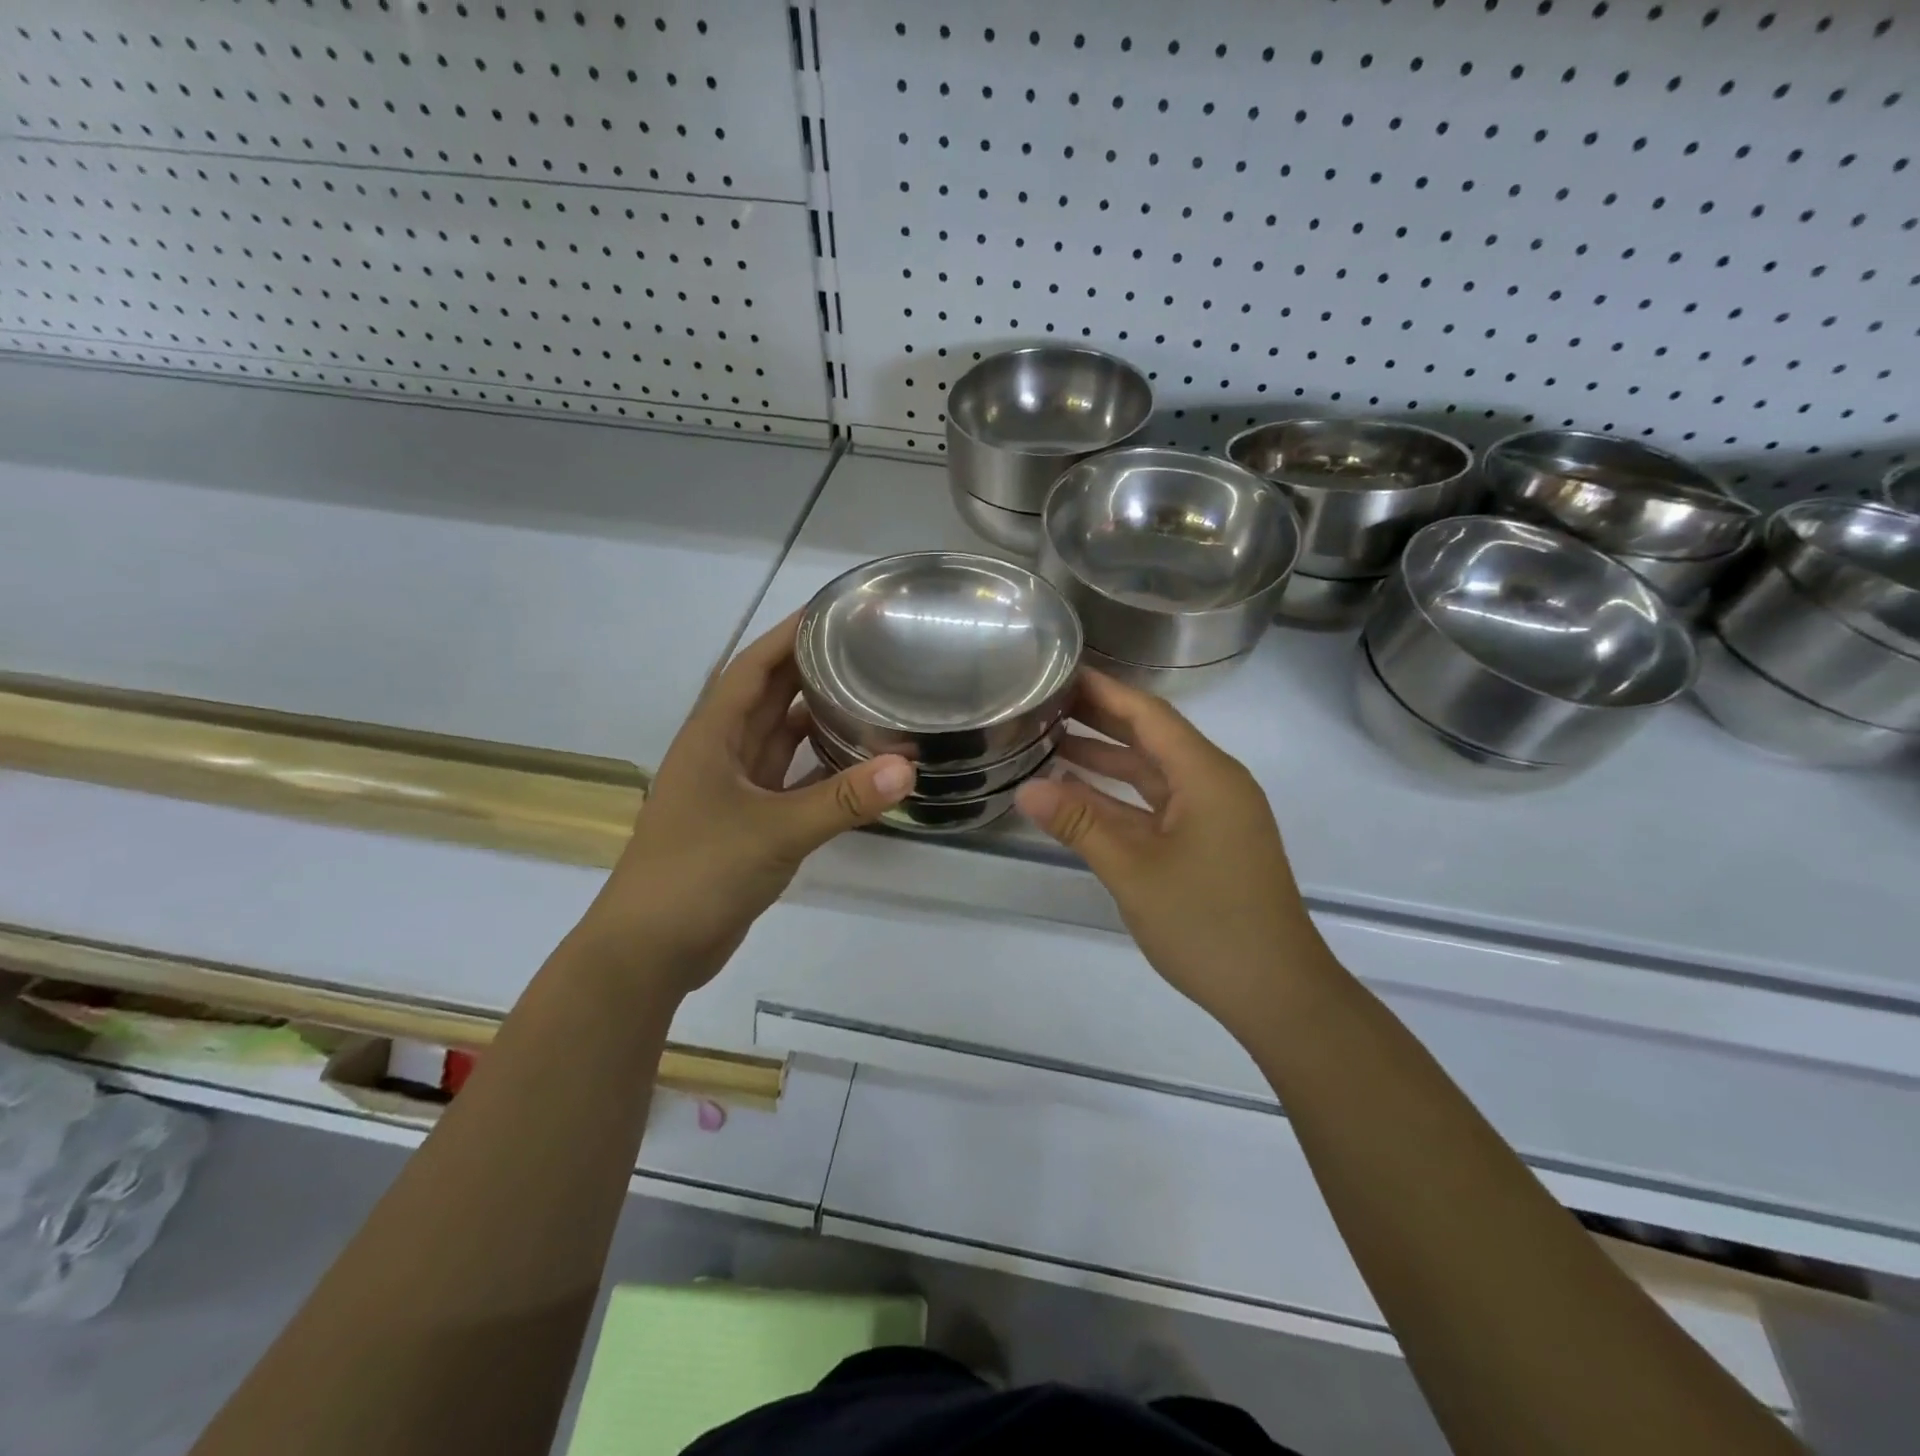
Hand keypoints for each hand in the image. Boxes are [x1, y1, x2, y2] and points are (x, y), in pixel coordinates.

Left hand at [580, 614, 913, 991]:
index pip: (752, 666)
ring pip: (779, 739)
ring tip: (868, 695)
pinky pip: (788, 780)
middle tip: (867, 650)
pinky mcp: (747, 822)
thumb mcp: (774, 832)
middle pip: (768, 696)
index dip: (788, 634)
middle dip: (809, 670)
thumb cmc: (698, 873)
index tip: (834, 611)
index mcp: (712, 735)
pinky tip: (855, 763)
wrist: (650, 950)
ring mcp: (733, 789)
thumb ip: (841, 800)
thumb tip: (908, 768)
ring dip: (815, 718)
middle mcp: (721, 753)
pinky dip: (818, 768)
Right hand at [1015, 670, 1326, 1029]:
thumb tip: (1025, 787)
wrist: (1277, 993)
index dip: (1105, 690)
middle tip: (1046, 702)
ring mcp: (1213, 816)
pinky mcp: (1208, 844)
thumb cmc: (1208, 924)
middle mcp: (1214, 784)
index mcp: (1207, 776)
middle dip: (1101, 719)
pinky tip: (1080, 797)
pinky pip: (1158, 806)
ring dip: (1107, 759)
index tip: (1062, 670)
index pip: (1149, 714)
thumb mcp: (1134, 871)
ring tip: (1051, 743)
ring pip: (1153, 774)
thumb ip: (1080, 824)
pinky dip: (1120, 798)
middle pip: (1152, 738)